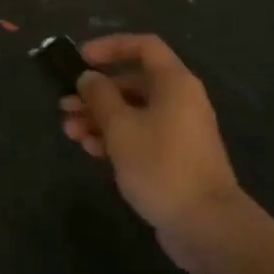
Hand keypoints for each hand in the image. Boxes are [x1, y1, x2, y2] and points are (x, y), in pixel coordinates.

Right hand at [60, 34, 252, 273]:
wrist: (207, 227)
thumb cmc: (162, 165)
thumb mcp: (120, 126)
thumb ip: (99, 96)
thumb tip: (89, 78)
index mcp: (174, 83)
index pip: (143, 46)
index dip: (110, 46)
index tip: (81, 59)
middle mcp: (179, 101)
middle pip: (132, 82)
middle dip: (95, 92)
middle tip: (65, 104)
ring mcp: (178, 131)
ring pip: (132, 111)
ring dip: (99, 117)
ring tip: (70, 132)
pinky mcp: (173, 158)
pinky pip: (140, 135)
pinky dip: (114, 138)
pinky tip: (89, 149)